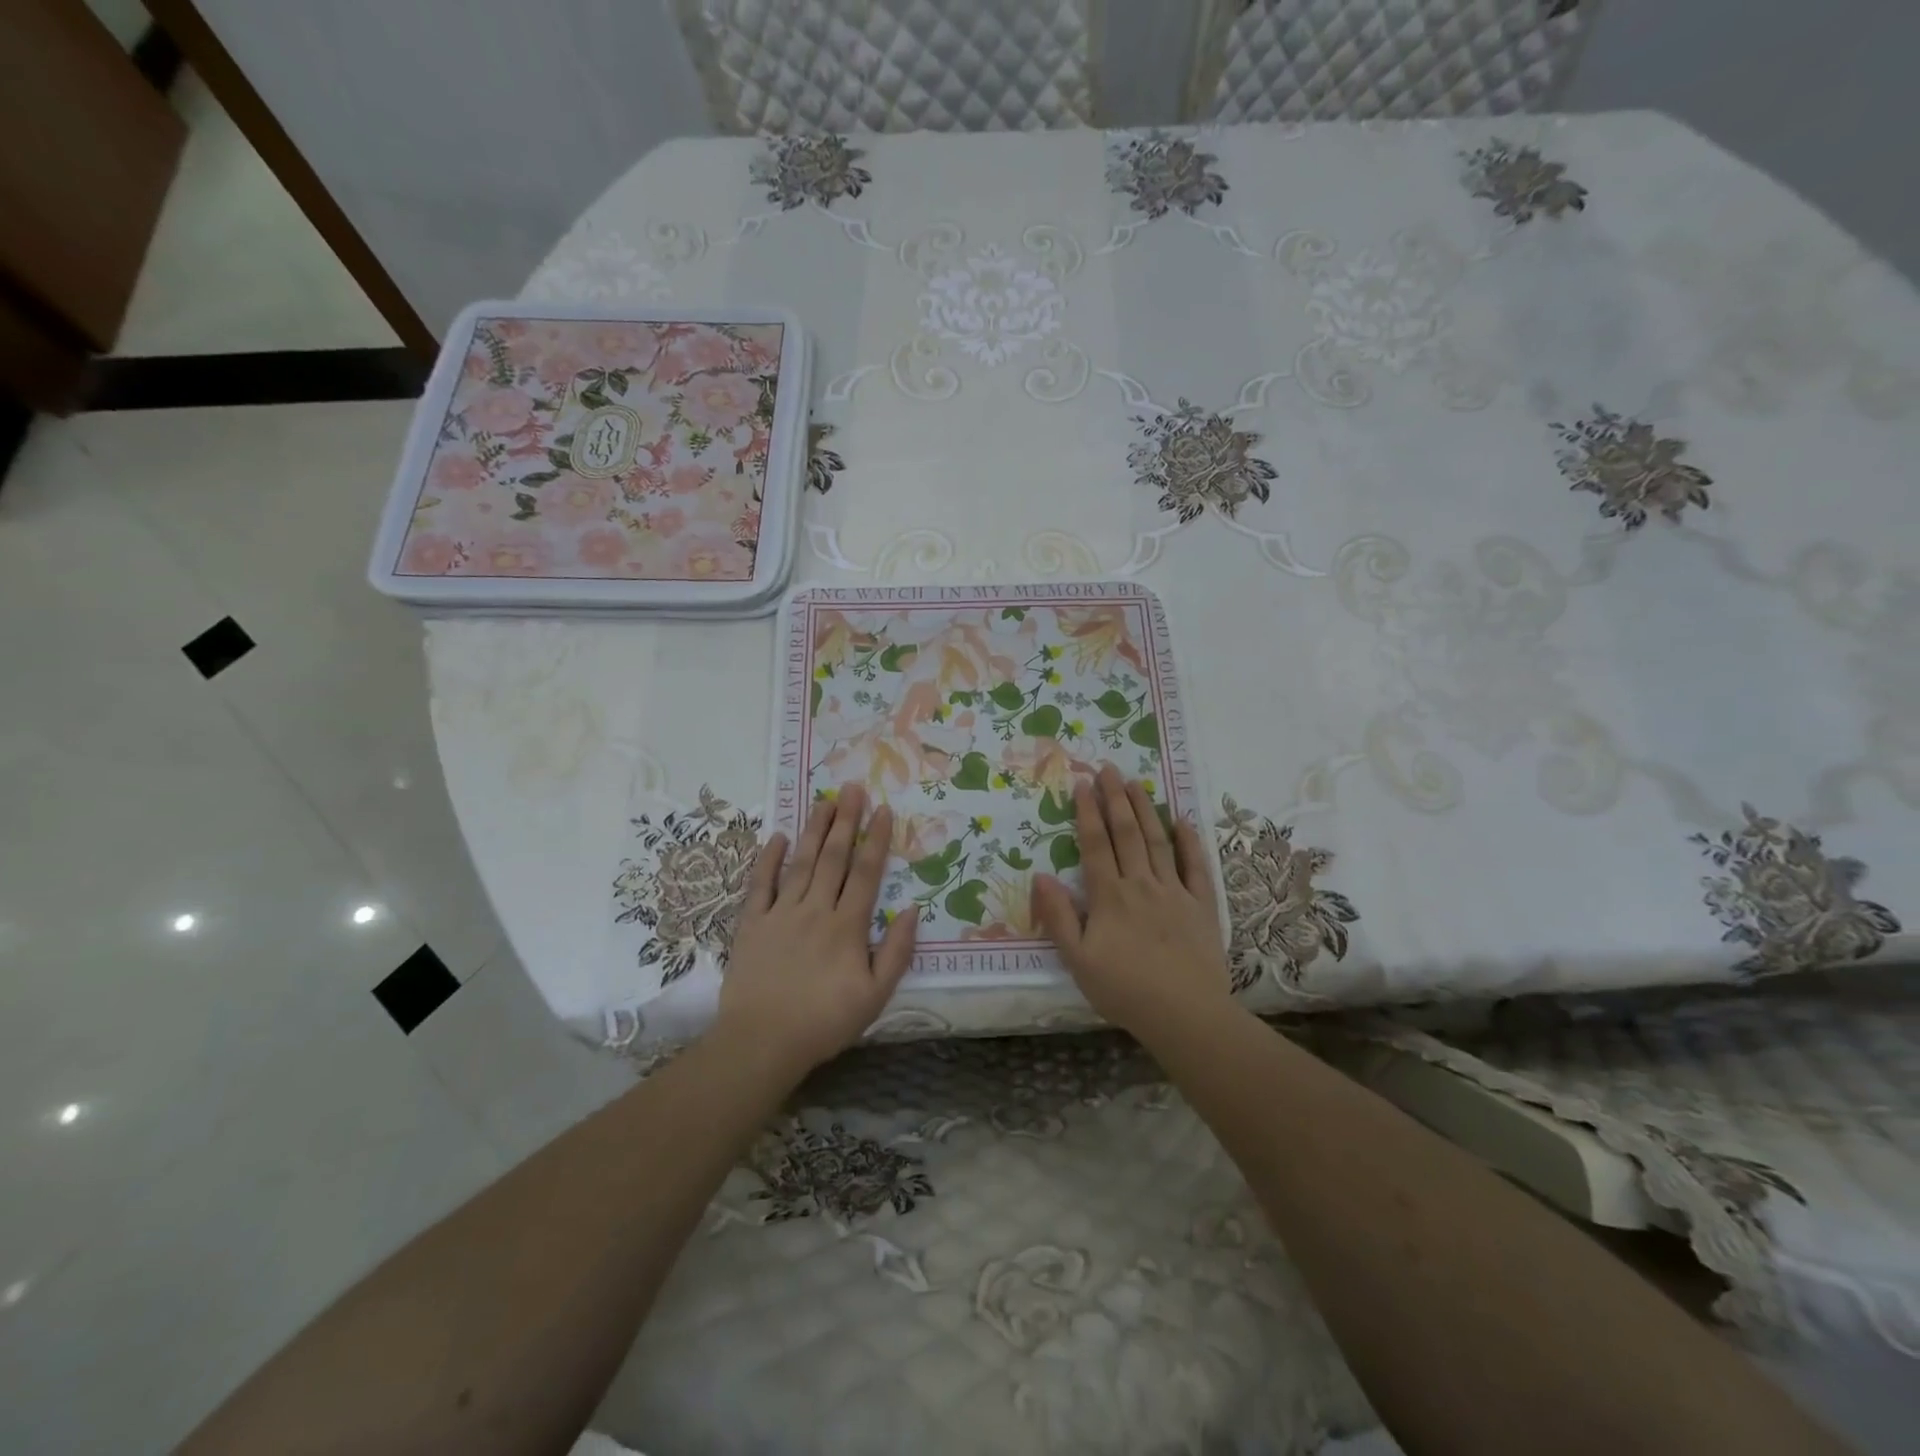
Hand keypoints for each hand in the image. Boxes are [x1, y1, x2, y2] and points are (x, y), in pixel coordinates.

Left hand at [716, 784, 917, 1074]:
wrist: (762, 1042)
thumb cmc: (825, 1022)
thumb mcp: (876, 996)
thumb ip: (897, 951)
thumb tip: (913, 909)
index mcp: (847, 926)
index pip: (866, 873)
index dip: (876, 840)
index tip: (883, 810)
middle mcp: (816, 910)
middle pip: (834, 858)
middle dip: (846, 821)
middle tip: (853, 788)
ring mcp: (781, 913)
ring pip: (800, 863)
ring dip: (814, 830)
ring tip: (824, 801)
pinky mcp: (753, 924)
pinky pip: (760, 884)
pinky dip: (768, 859)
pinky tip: (776, 836)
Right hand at [1030, 765, 1231, 1035]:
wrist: (1184, 1014)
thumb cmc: (1124, 990)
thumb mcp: (1077, 960)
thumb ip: (1058, 916)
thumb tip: (1040, 876)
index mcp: (1109, 896)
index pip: (1095, 844)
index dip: (1087, 812)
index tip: (1082, 784)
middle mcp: (1141, 884)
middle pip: (1126, 832)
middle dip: (1115, 798)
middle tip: (1109, 768)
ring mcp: (1175, 891)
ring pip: (1157, 841)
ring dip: (1146, 809)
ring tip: (1137, 783)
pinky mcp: (1202, 905)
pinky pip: (1196, 866)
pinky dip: (1189, 842)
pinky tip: (1183, 821)